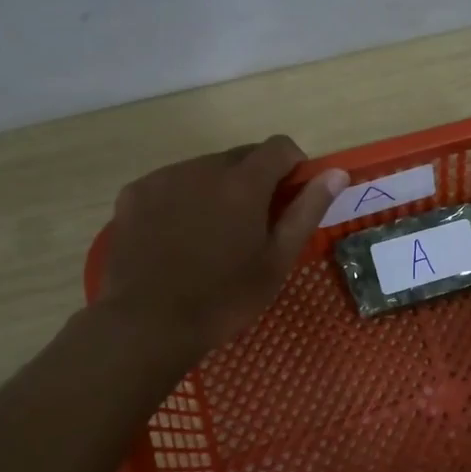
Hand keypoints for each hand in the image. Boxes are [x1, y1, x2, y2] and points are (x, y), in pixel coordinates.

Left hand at [95, 137, 346, 368]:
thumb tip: (336, 173)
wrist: (146, 324)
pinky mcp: (134, 194)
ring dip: (218, 188)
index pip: (279, 147)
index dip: (293, 166)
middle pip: (241, 156)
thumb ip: (307, 210)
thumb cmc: (224, 298)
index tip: (291, 197)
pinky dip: (183, 199)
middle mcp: (203, 168)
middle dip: (255, 180)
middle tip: (253, 225)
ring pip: (204, 169)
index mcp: (243, 183)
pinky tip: (178, 237)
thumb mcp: (277, 260)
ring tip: (212, 235)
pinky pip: (171, 183)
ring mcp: (164, 178)